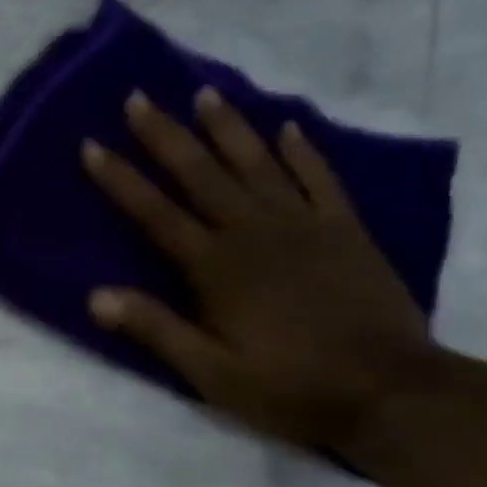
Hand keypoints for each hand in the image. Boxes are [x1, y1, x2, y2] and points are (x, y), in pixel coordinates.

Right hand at [81, 87, 435, 452]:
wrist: (394, 393)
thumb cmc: (288, 386)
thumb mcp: (209, 371)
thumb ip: (155, 329)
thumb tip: (94, 296)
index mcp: (215, 267)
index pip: (155, 212)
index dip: (120, 178)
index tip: (92, 145)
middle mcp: (255, 234)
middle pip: (201, 175)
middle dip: (166, 135)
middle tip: (139, 98)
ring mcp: (305, 228)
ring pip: (257, 165)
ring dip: (228, 128)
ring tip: (205, 93)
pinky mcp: (346, 232)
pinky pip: (319, 180)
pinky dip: (302, 151)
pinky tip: (287, 127)